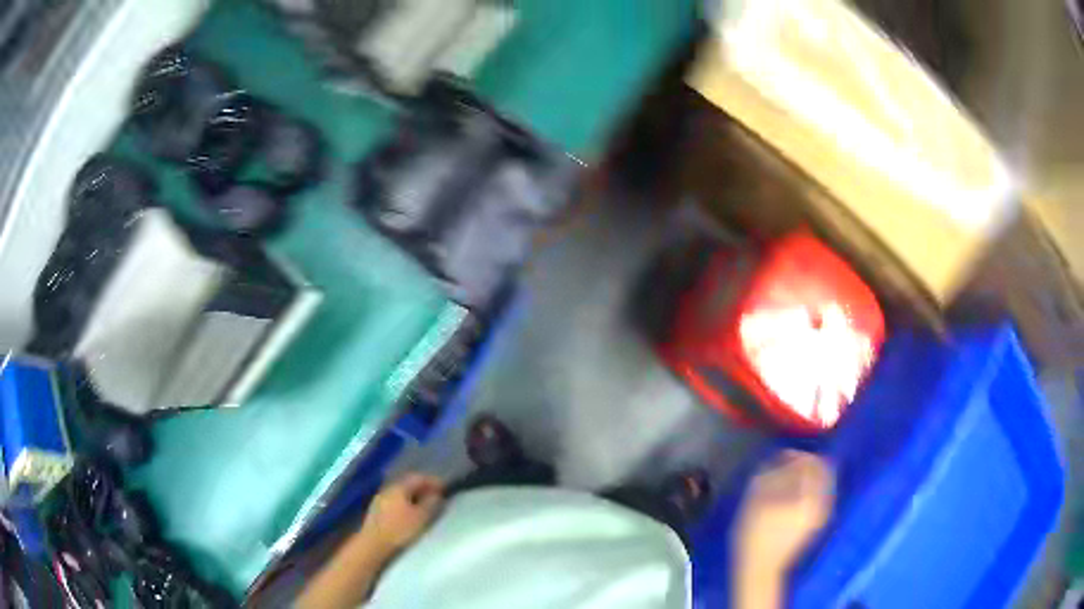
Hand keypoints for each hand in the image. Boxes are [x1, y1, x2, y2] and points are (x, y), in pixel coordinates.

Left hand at [359, 473, 445, 555]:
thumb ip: (431, 504)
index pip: (417, 478)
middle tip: (435, 496)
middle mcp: (387, 490)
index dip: (432, 481)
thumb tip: (437, 494)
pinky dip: (405, 504)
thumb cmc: (399, 530)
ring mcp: (379, 500)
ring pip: (400, 494)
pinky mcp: (376, 512)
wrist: (372, 545)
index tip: (444, 488)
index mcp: (398, 488)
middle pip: (407, 484)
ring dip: (413, 497)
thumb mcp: (421, 517)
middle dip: (422, 488)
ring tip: (424, 506)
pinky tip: (409, 514)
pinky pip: (394, 502)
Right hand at [734, 450, 833, 577]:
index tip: (780, 456)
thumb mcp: (757, 497)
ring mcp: (822, 513)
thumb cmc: (755, 534)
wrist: (760, 569)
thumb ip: (773, 471)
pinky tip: (789, 496)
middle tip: (782, 467)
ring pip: (821, 483)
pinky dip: (807, 490)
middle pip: (821, 471)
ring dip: (805, 477)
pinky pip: (818, 496)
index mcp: (811, 494)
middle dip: (803, 465)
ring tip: (784, 481)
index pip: (812, 461)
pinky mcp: (817, 522)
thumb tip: (785, 454)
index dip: (796, 455)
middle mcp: (823, 501)